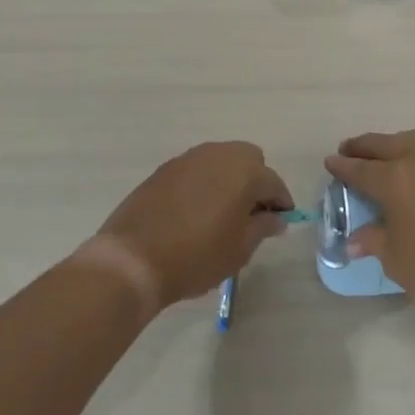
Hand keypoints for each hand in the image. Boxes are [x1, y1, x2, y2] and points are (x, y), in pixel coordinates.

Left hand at [90, 142, 291, 312]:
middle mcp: (218, 155)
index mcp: (244, 171)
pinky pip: (196, 169)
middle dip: (256, 182)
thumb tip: (276, 218)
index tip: (281, 221)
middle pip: (249, 159)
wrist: (133, 259)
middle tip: (251, 214)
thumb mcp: (239, 249)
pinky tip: (196, 210)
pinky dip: (204, 182)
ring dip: (229, 179)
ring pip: (221, 160)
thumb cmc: (196, 256)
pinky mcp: (165, 168)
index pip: (274, 183)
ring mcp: (188, 158)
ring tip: (223, 212)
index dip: (281, 203)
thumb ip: (262, 228)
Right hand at [326, 130, 414, 333]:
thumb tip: (356, 239)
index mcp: (396, 180)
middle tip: (350, 151)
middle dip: (365, 147)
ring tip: (384, 155)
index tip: (330, 162)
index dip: (343, 166)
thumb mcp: (399, 263)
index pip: (361, 169)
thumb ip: (375, 242)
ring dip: (395, 144)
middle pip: (386, 145)